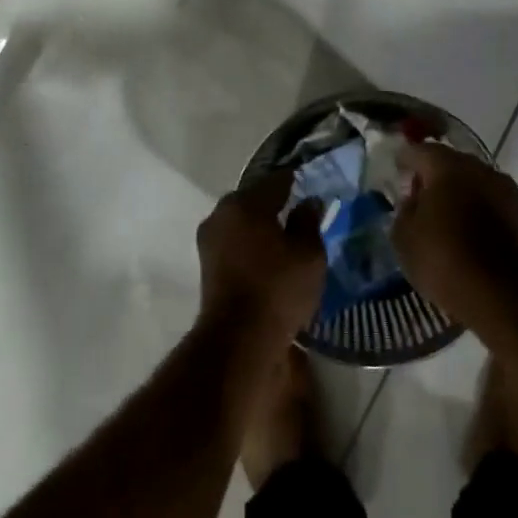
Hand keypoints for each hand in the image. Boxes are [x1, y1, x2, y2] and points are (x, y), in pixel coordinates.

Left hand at [197, 171, 326, 350]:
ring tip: (286, 236)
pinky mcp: (206, 263)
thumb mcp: (308, 254)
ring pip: (242, 221)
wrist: (238, 338)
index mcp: (246, 202)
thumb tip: (308, 202)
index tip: (311, 184)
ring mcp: (210, 238)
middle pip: (254, 199)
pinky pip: (235, 241)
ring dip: (260, 225)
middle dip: (275, 203)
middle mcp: (222, 212)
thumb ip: (309, 222)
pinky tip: (269, 255)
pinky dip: (250, 243)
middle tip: (300, 212)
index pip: (276, 180)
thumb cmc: (278, 288)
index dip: (296, 181)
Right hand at [392, 143, 517, 320]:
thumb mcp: (404, 236)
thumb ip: (404, 209)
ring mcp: (504, 190)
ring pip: (471, 181)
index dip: (404, 160)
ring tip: (439, 215)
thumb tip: (413, 198)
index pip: (419, 151)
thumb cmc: (443, 259)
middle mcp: (480, 168)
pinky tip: (460, 228)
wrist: (501, 295)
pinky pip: (486, 201)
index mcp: (447, 166)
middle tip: (415, 195)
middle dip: (431, 175)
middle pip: (449, 163)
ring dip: (455, 192)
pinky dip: (472, 208)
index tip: (395, 170)